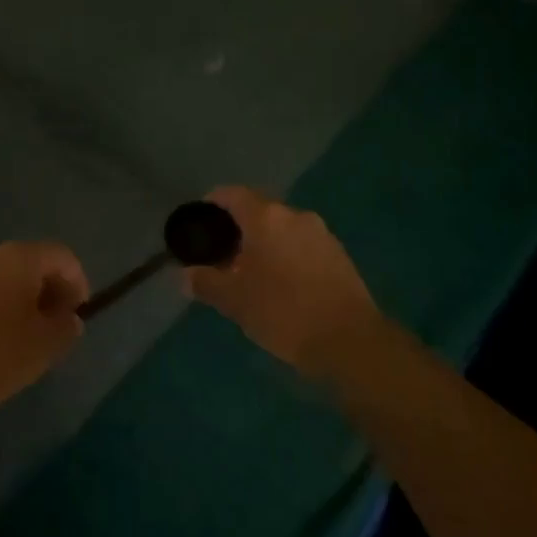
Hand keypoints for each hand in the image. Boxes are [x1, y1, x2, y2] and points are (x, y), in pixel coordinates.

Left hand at [0, 242, 88, 422]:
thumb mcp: (46, 344)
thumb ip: (66, 326)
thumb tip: (68, 318)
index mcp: (20, 257)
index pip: (62, 256)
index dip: (78, 282)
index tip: (79, 315)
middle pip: (34, 264)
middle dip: (52, 291)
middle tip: (58, 327)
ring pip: (9, 280)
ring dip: (27, 302)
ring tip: (32, 339)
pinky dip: (3, 310)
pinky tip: (1, 344)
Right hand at [184, 186, 382, 378]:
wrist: (351, 341)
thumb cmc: (283, 312)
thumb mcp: (235, 301)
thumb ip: (206, 283)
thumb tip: (185, 275)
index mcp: (266, 217)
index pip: (231, 194)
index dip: (212, 204)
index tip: (200, 224)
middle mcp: (294, 215)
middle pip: (258, 210)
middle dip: (238, 229)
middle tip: (222, 257)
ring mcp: (321, 233)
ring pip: (282, 229)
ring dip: (264, 244)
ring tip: (251, 275)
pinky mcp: (339, 255)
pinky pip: (302, 245)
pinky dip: (287, 256)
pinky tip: (282, 286)